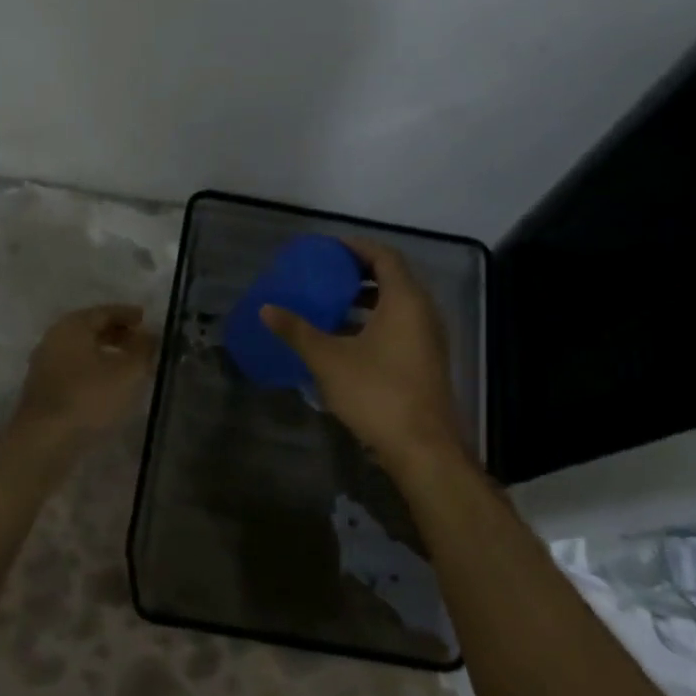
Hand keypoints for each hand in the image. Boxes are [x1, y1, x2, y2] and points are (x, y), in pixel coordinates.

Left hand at [12, 305, 158, 444]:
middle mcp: (54, 339)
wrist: (45, 441)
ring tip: (131, 366)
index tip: (147, 320)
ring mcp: (45, 365)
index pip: (104, 312)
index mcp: (72, 326)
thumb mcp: (129, 372)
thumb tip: (150, 335)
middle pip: (90, 330)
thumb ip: (143, 349)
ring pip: (82, 352)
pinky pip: (75, 370)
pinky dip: (94, 371)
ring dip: (106, 355)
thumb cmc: (89, 398)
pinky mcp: (43, 390)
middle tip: (142, 343)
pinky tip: (110, 386)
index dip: (128, 315)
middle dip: (118, 334)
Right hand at [261, 239, 465, 468]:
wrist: (422, 447)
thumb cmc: (376, 393)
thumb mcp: (328, 359)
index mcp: (405, 300)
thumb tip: (266, 308)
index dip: (357, 248)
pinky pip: (401, 326)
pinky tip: (347, 340)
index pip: (384, 256)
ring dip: (367, 300)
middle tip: (326, 274)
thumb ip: (297, 331)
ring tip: (331, 304)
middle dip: (359, 273)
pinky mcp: (426, 361)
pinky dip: (375, 322)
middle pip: (393, 278)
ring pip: (398, 305)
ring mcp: (429, 338)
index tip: (329, 249)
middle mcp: (423, 312)